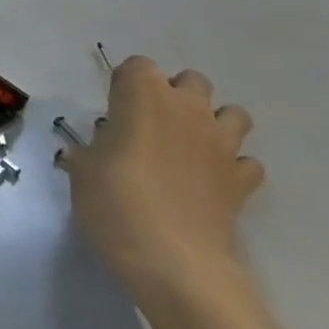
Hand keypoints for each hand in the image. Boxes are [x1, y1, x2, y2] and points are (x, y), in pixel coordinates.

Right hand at [59, 55, 263, 294]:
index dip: (125, 84)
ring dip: (213, 123)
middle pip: (192, 81)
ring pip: (233, 114)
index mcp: (143, 96)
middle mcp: (187, 110)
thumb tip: (98, 149)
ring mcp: (222, 145)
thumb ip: (92, 150)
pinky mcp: (243, 182)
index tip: (113, 111)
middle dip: (175, 95)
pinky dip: (233, 167)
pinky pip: (246, 162)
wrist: (173, 262)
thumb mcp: (82, 171)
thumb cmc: (115, 202)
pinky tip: (211, 182)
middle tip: (150, 126)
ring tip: (188, 148)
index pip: (137, 66)